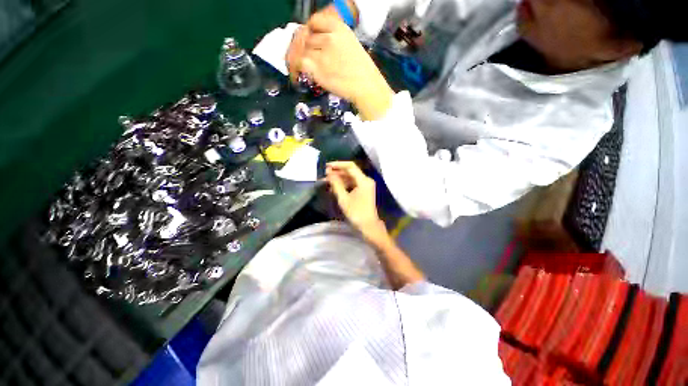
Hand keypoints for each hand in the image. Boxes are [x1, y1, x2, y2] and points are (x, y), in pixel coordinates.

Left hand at [285, 11, 393, 120]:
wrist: (366, 87)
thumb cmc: (363, 70)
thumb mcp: (351, 45)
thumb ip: (335, 40)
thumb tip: (320, 44)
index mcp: (339, 29)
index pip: (315, 21)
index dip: (311, 30)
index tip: (312, 38)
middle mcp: (328, 38)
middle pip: (308, 38)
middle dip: (308, 48)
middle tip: (311, 59)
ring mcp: (322, 54)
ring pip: (303, 51)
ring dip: (304, 59)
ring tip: (308, 68)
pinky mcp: (318, 70)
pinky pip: (301, 64)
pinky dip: (298, 68)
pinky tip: (301, 74)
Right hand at [325, 162, 389, 245]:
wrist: (368, 226)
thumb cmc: (356, 213)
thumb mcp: (343, 198)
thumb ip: (336, 184)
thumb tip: (329, 173)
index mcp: (363, 180)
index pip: (350, 166)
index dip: (338, 164)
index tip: (326, 166)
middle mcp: (366, 180)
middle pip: (350, 172)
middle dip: (337, 173)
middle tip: (324, 175)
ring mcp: (366, 186)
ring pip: (350, 178)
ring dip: (339, 180)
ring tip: (326, 182)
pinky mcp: (364, 191)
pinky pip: (353, 184)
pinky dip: (344, 185)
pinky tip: (334, 189)